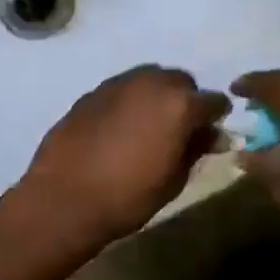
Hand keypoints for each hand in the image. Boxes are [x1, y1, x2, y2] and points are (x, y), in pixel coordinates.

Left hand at [14, 66, 229, 249]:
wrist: (64, 199)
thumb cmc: (128, 196)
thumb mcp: (174, 179)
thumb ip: (196, 149)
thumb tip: (212, 136)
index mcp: (179, 103)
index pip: (214, 101)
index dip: (215, 119)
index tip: (211, 136)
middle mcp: (151, 82)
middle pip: (180, 82)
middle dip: (185, 101)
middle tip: (178, 131)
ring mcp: (117, 84)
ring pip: (148, 80)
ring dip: (155, 97)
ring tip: (148, 127)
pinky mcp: (91, 93)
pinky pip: (122, 90)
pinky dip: (128, 103)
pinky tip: (119, 129)